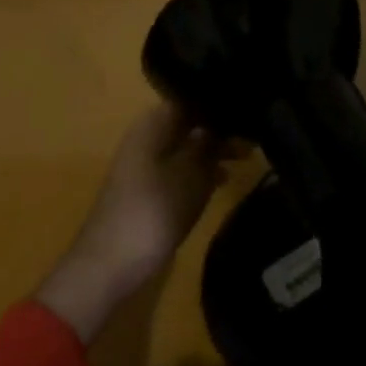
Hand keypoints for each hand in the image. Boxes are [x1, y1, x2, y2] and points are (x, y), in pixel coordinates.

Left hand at [36, 103, 228, 339]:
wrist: (110, 267)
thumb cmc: (153, 212)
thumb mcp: (192, 173)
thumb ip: (210, 142)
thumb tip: (225, 119)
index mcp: (152, 124)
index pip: (191, 98)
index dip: (220, 101)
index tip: (250, 105)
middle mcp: (147, 137)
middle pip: (190, 122)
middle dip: (221, 127)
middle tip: (255, 133)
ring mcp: (146, 165)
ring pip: (188, 146)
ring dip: (214, 149)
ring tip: (248, 153)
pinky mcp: (149, 191)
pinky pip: (182, 169)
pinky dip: (203, 170)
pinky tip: (226, 178)